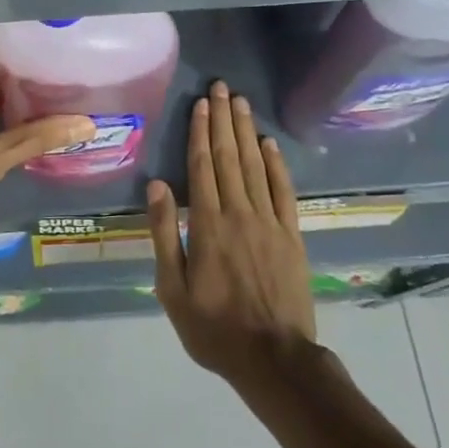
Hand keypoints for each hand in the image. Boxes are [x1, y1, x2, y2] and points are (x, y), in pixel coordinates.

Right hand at [147, 80, 317, 389]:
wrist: (275, 360)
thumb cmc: (214, 328)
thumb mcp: (173, 289)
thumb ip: (165, 234)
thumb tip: (157, 185)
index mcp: (207, 224)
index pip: (202, 166)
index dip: (200, 132)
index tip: (200, 103)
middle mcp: (239, 213)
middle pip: (229, 157)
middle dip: (222, 119)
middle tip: (221, 87)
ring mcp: (269, 223)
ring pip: (255, 166)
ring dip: (246, 131)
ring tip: (240, 102)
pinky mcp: (292, 236)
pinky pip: (283, 192)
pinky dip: (277, 165)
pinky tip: (269, 143)